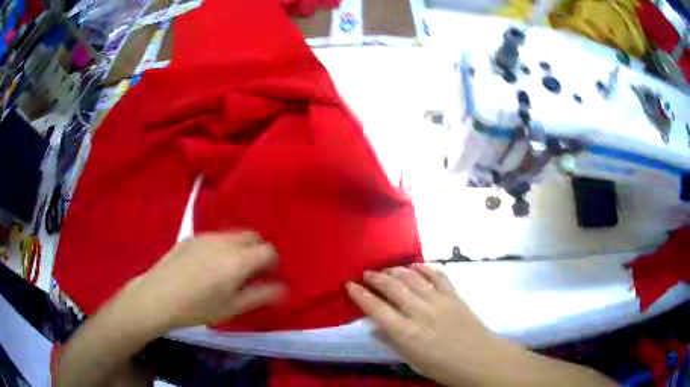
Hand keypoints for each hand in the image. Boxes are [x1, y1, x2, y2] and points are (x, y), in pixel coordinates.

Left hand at [119, 231, 285, 330]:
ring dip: (240, 248)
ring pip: (234, 235)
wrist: (158, 296)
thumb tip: (282, 287)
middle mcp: (225, 241)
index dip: (273, 264)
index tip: (267, 278)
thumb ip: (261, 295)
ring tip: (229, 271)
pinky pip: (216, 237)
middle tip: (251, 273)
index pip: (269, 250)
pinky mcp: (191, 237)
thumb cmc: (198, 307)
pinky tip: (208, 266)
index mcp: (238, 259)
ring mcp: (206, 236)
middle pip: (253, 237)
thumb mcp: (233, 308)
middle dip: (258, 252)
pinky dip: (223, 247)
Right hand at [346, 264, 509, 386]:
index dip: (360, 295)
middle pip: (393, 287)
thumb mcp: (412, 360)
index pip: (376, 308)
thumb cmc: (443, 367)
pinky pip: (437, 275)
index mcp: (406, 332)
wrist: (479, 359)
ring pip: (412, 277)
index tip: (350, 285)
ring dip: (396, 270)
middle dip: (376, 277)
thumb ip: (392, 342)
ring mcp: (439, 300)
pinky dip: (424, 267)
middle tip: (366, 273)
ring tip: (387, 269)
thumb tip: (374, 327)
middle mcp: (420, 312)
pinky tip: (415, 265)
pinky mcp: (454, 295)